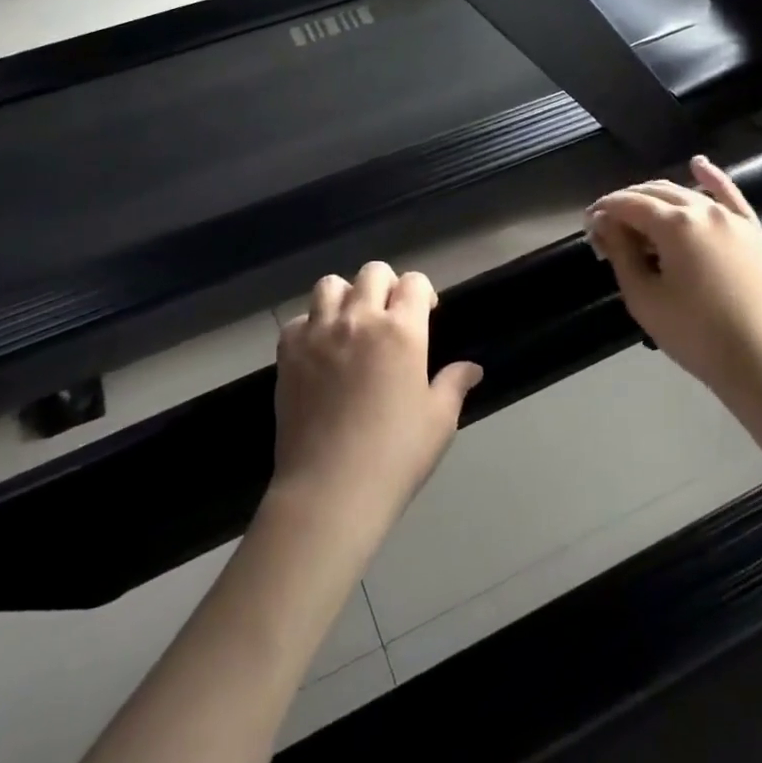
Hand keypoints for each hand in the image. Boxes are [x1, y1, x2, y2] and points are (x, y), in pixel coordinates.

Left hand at [270, 263, 483, 529]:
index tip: (425, 312)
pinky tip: (320, 350)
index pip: (414, 282)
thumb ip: (454, 384)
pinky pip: (299, 319)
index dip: (422, 292)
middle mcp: (359, 319)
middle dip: (387, 286)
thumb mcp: (438, 421)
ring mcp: (319, 333)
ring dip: (346, 296)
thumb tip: (472, 368)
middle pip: (373, 273)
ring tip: (351, 324)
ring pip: (330, 285)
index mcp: (402, 330)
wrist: (330, 489)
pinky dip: (311, 325)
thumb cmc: (395, 455)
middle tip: (390, 316)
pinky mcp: (288, 352)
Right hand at [586, 156, 761, 392]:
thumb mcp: (644, 297)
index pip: (628, 204)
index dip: (603, 210)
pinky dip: (711, 178)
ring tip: (639, 214)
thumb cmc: (694, 333)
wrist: (761, 360)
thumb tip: (604, 223)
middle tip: (609, 227)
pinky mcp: (753, 230)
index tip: (588, 224)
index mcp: (675, 224)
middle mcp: (704, 210)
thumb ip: (621, 253)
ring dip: (658, 197)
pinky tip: (698, 165)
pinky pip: (730, 195)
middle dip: (627, 203)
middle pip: (655, 193)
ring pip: (687, 192)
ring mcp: (732, 218)